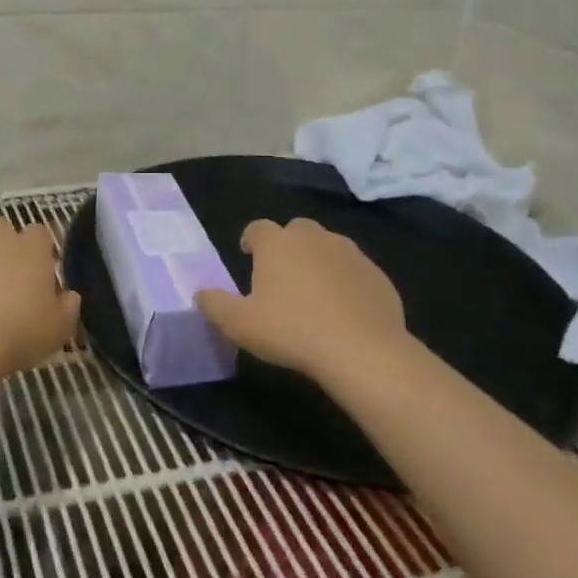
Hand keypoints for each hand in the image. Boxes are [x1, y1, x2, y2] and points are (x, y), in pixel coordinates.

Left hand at [0, 216, 80, 373]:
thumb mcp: (59, 328)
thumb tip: (70, 296)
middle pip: (0, 225)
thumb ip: (68, 307)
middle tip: (0, 269)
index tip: (38, 269)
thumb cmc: (21, 332)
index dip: (39, 248)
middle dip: (0, 241)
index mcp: (32, 248)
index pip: (40, 233)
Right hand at [196, 217, 411, 379]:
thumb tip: (200, 294)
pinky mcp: (377, 274)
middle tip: (281, 274)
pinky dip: (345, 280)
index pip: (257, 228)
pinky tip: (343, 309)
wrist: (362, 350)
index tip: (248, 254)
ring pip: (328, 246)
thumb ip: (214, 304)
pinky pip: (354, 270)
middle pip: (295, 230)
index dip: (250, 239)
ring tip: (312, 291)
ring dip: (317, 260)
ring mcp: (350, 253)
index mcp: (277, 243)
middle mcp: (313, 238)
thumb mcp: (239, 324)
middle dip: (286, 245)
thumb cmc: (291, 331)